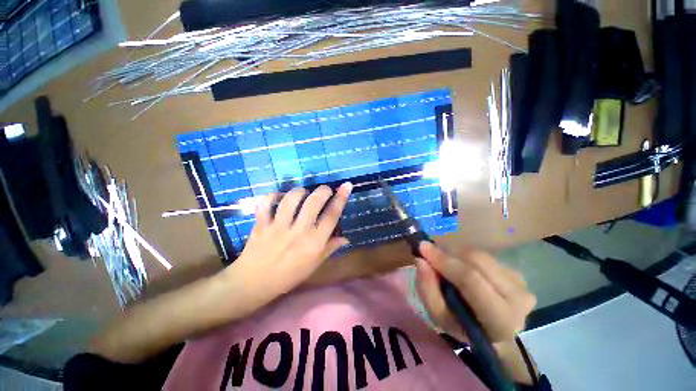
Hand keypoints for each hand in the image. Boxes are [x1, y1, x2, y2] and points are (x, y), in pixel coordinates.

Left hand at [226, 183, 352, 307]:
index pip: (332, 215)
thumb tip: (346, 238)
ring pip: (291, 199)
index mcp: (315, 242)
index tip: (346, 185)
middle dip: (323, 190)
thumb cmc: (289, 275)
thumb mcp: (314, 265)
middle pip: (314, 202)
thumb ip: (330, 248)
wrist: (255, 283)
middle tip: (325, 189)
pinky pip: (265, 204)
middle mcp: (299, 231)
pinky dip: (272, 196)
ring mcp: (279, 227)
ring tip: (303, 193)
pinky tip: (278, 197)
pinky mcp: (262, 224)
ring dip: (300, 191)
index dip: (341, 198)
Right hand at [415, 242, 535, 344]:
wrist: (494, 333)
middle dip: (448, 253)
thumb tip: (420, 260)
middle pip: (477, 260)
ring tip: (447, 264)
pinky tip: (463, 267)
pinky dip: (467, 257)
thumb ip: (427, 289)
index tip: (422, 248)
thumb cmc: (463, 328)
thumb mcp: (439, 317)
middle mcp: (517, 298)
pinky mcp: (518, 274)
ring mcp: (521, 284)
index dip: (444, 261)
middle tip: (431, 254)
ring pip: (480, 255)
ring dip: (457, 254)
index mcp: (499, 319)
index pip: (470, 279)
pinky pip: (485, 256)